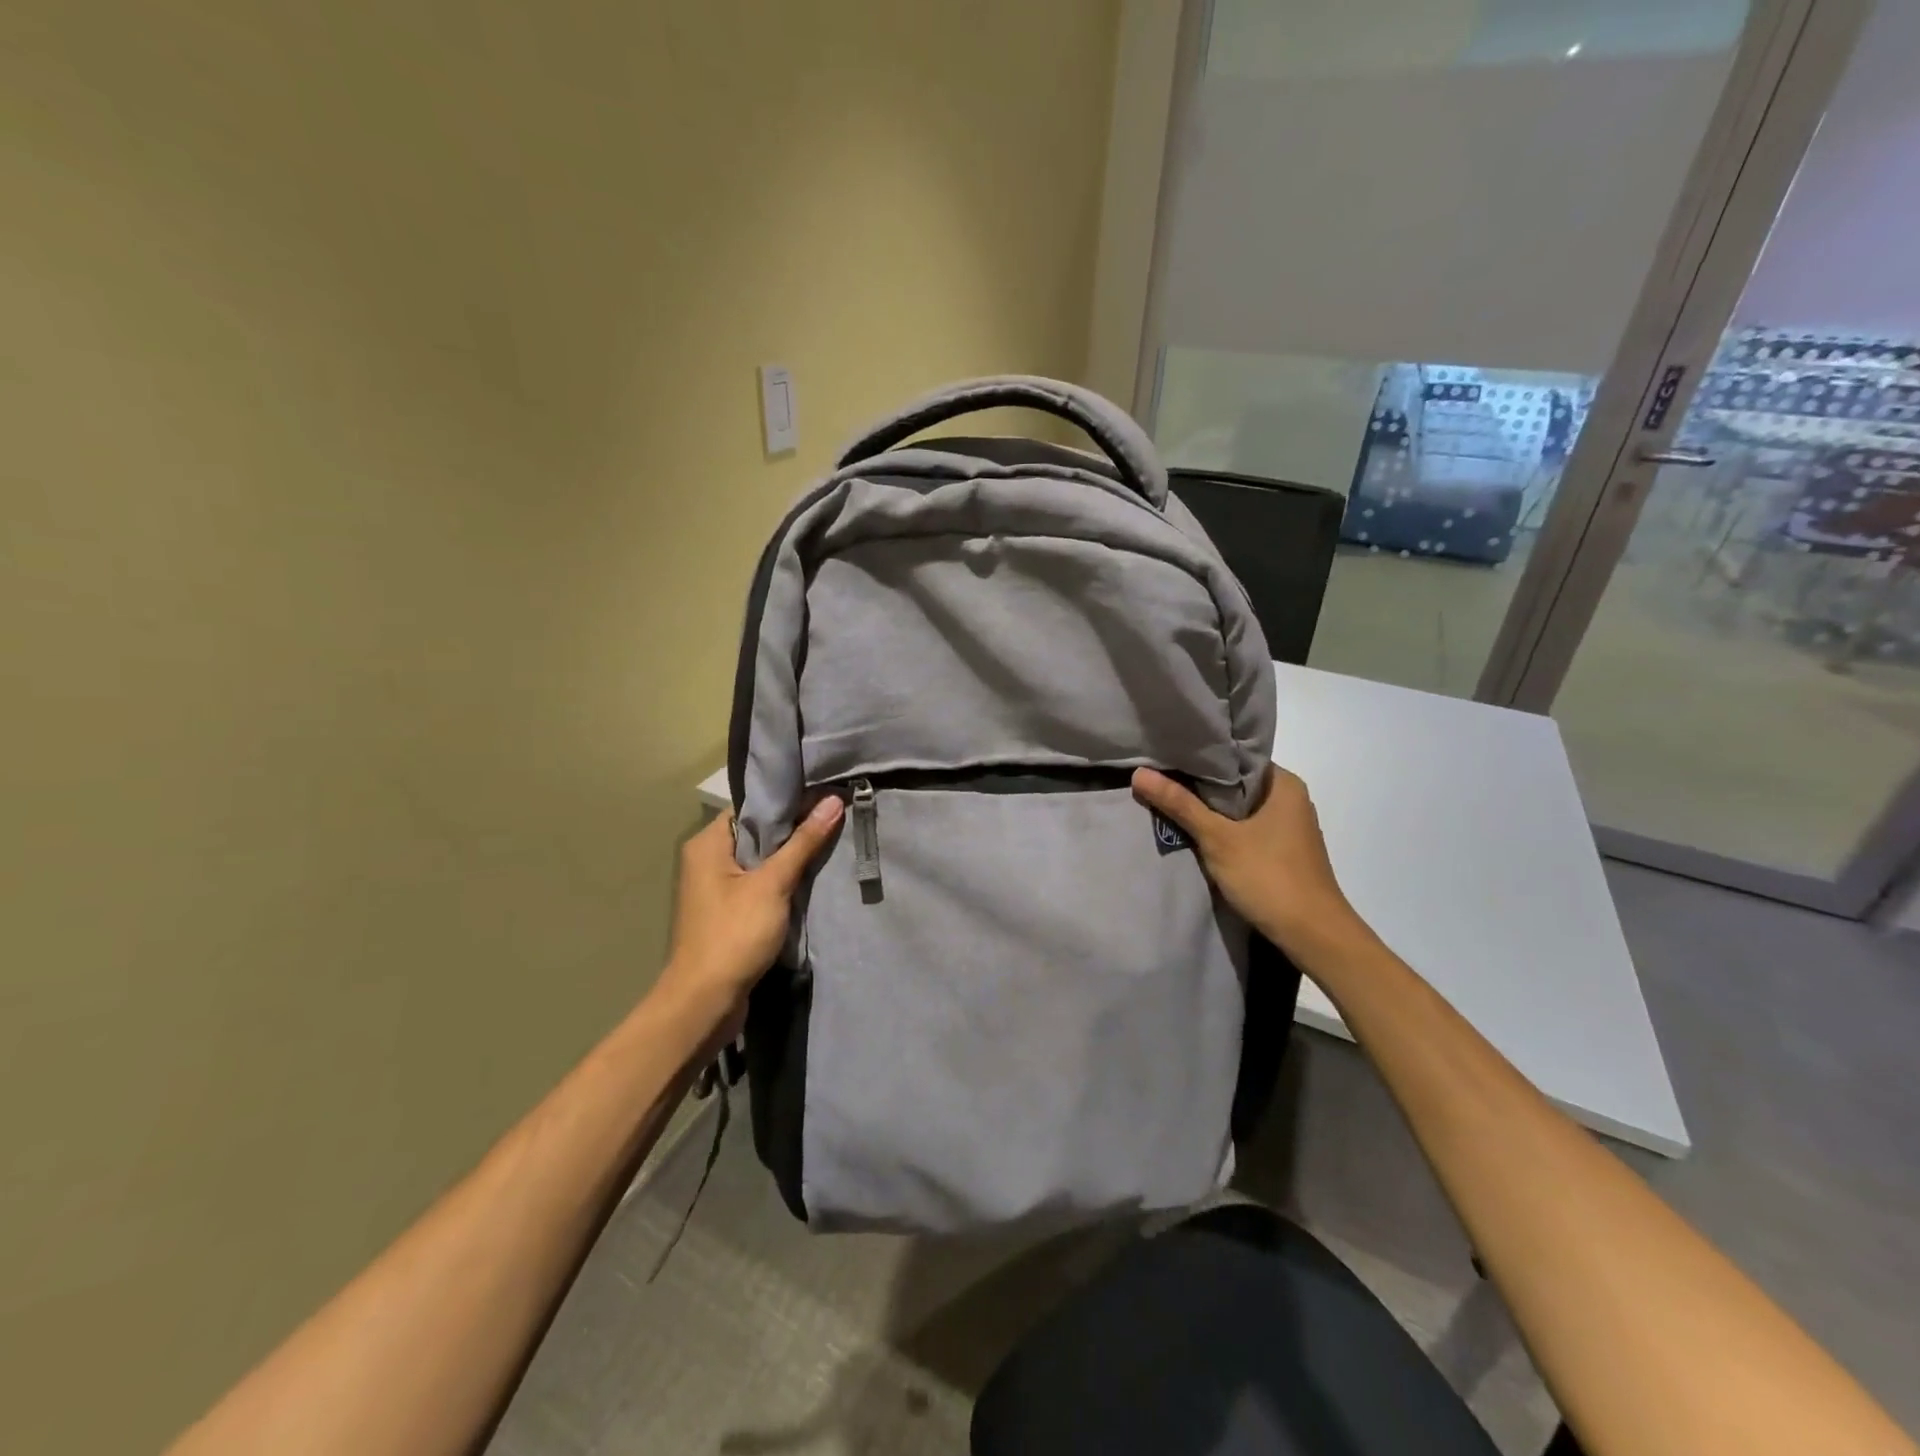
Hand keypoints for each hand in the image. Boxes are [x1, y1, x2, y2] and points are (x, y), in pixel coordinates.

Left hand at [655, 797, 843, 1025]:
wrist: (705, 1001)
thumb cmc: (734, 934)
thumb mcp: (773, 884)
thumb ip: (803, 842)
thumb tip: (832, 800)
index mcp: (708, 843)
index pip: (751, 806)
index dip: (787, 800)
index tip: (825, 795)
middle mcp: (708, 859)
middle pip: (758, 832)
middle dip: (794, 829)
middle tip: (834, 818)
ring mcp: (717, 888)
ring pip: (761, 860)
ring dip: (790, 857)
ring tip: (830, 843)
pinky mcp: (728, 912)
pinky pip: (759, 884)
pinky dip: (782, 881)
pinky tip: (811, 879)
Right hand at [1132, 765, 1371, 964]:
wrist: (1313, 935)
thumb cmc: (1269, 877)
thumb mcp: (1218, 838)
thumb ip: (1180, 804)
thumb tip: (1140, 773)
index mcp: (1284, 784)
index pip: (1236, 757)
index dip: (1201, 757)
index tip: (1166, 756)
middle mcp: (1290, 799)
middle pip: (1235, 784)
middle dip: (1199, 786)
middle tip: (1159, 779)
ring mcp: (1289, 827)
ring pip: (1240, 809)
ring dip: (1210, 810)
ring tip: (1170, 802)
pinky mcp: (1283, 851)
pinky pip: (1246, 829)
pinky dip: (1223, 830)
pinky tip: (1196, 834)